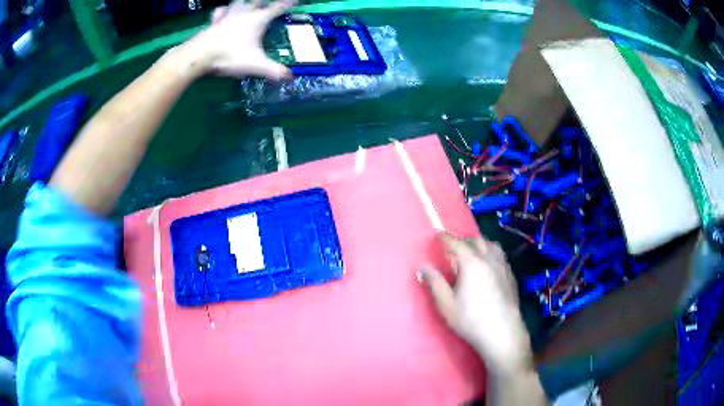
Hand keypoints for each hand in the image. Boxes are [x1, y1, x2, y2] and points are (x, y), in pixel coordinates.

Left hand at [190, 0, 295, 79]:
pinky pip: (221, 11)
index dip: (289, 3)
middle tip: (271, 3)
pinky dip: (225, 10)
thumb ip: (274, 70)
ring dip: (247, 1)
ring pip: (240, 2)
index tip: (297, 0)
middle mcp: (244, 13)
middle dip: (267, 1)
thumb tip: (290, 77)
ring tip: (250, 3)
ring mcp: (228, 15)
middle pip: (259, 1)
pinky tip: (224, 11)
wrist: (198, 56)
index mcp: (258, 19)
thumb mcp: (255, 65)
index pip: (278, 7)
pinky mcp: (214, 22)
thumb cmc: (229, 57)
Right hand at [422, 233, 533, 375]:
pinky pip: (500, 255)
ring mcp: (503, 266)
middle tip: (453, 248)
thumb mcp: (446, 304)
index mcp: (471, 263)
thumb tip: (423, 266)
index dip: (446, 237)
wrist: (502, 332)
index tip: (438, 235)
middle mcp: (489, 259)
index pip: (456, 243)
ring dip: (480, 244)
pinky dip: (491, 253)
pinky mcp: (511, 275)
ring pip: (492, 245)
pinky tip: (489, 266)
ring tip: (473, 253)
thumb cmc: (471, 319)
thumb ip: (435, 282)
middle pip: (476, 240)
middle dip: (463, 240)